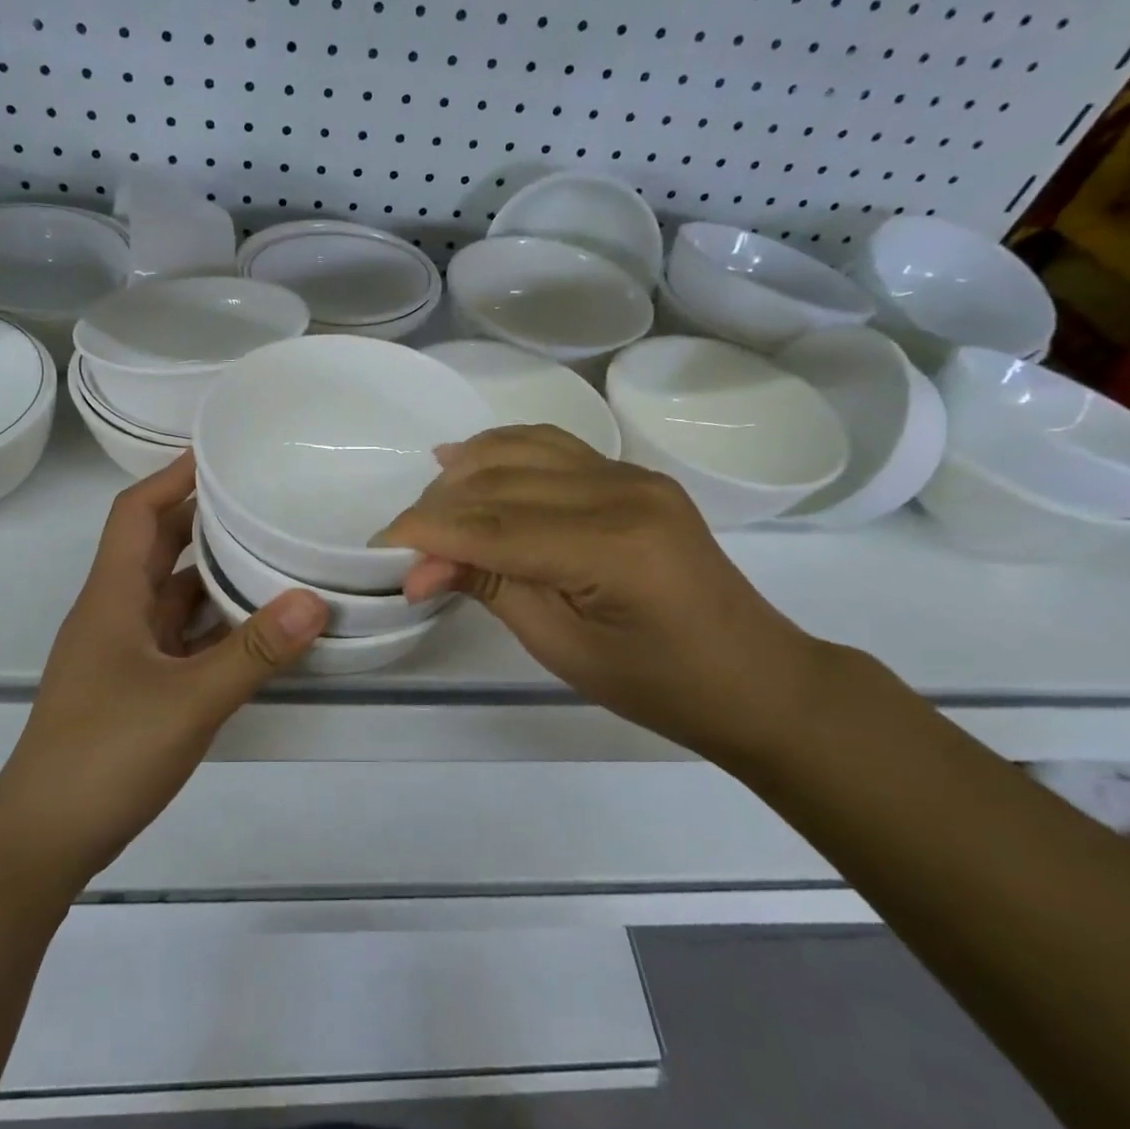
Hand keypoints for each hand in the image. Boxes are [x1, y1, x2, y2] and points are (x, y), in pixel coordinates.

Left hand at [0, 455, 326, 893]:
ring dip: (214, 576)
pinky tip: (257, 631)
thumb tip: (314, 600)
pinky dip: (214, 626)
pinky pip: (180, 638)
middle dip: (204, 519)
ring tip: (273, 556)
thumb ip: (253, 652)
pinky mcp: (134, 687)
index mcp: (112, 598)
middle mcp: (114, 614)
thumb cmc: (104, 756)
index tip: (221, 455)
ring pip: (172, 596)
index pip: (137, 513)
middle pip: (157, 547)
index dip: (173, 477)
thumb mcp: (188, 702)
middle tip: (263, 500)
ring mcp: (122, 653)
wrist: (43, 840)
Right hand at [381, 425, 838, 759]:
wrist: (750, 674)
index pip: (493, 525)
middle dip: (437, 508)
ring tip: (426, 505)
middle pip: (500, 481)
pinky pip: (551, 445)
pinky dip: (501, 449)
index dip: (428, 535)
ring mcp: (629, 474)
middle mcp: (621, 491)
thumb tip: (419, 566)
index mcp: (612, 546)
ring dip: (463, 472)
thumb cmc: (657, 683)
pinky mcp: (630, 474)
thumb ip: (491, 588)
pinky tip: (465, 458)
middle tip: (402, 547)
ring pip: (520, 450)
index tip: (379, 551)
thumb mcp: (563, 648)